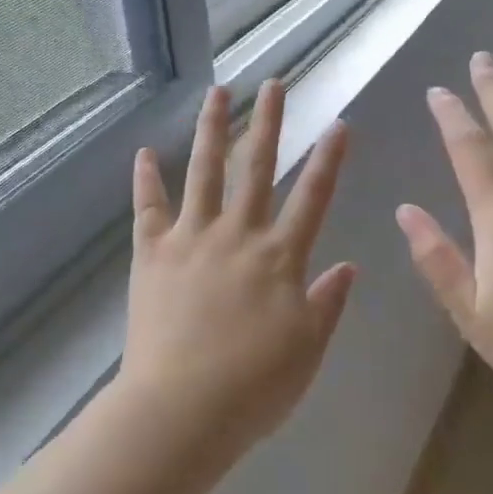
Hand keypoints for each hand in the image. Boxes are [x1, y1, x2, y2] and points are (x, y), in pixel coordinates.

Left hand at [123, 81, 356, 452]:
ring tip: (217, 92)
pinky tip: (144, 152)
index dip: (328, 159)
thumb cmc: (255, 387)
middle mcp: (238, 235)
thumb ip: (328, 303)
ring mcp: (191, 239)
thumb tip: (348, 265)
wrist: (182, 409)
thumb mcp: (308, 349)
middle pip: (256, 167)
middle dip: (269, 122)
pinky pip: (148, 208)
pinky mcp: (152, 254)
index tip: (338, 123)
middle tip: (274, 84)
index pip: (313, 197)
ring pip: (204, 172)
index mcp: (280, 257)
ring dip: (211, 129)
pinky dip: (145, 180)